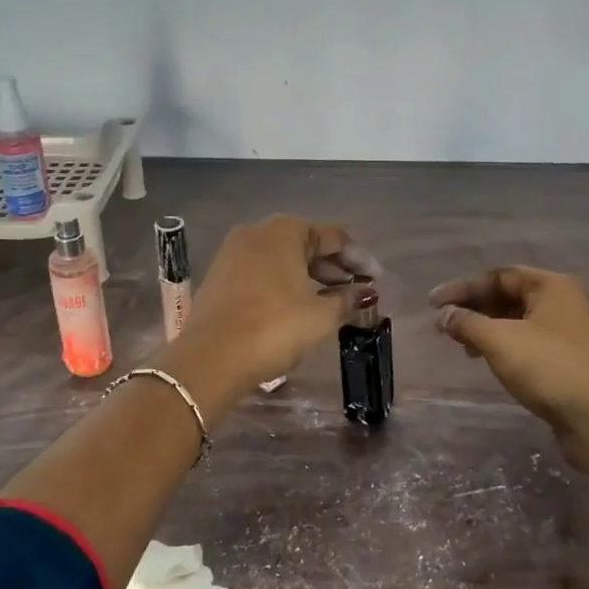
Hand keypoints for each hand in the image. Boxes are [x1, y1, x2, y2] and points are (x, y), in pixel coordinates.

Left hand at [178, 215, 380, 390]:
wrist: (211, 357)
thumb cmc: (274, 328)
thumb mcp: (321, 316)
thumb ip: (346, 299)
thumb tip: (364, 293)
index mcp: (285, 231)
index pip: (334, 237)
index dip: (359, 258)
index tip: (377, 280)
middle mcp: (257, 232)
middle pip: (306, 242)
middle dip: (333, 266)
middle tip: (355, 289)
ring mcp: (233, 252)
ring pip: (282, 257)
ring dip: (309, 275)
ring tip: (330, 299)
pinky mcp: (220, 275)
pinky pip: (262, 271)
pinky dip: (284, 282)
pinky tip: (297, 304)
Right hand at [430, 267, 588, 445]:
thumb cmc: (548, 367)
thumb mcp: (499, 340)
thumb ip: (467, 323)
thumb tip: (445, 315)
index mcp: (550, 286)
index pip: (498, 276)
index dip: (462, 288)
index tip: (432, 304)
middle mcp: (561, 302)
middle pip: (507, 296)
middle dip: (473, 308)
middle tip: (443, 324)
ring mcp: (565, 331)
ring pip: (515, 320)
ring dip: (485, 328)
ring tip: (460, 345)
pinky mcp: (565, 358)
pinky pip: (525, 341)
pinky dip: (501, 345)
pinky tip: (485, 359)